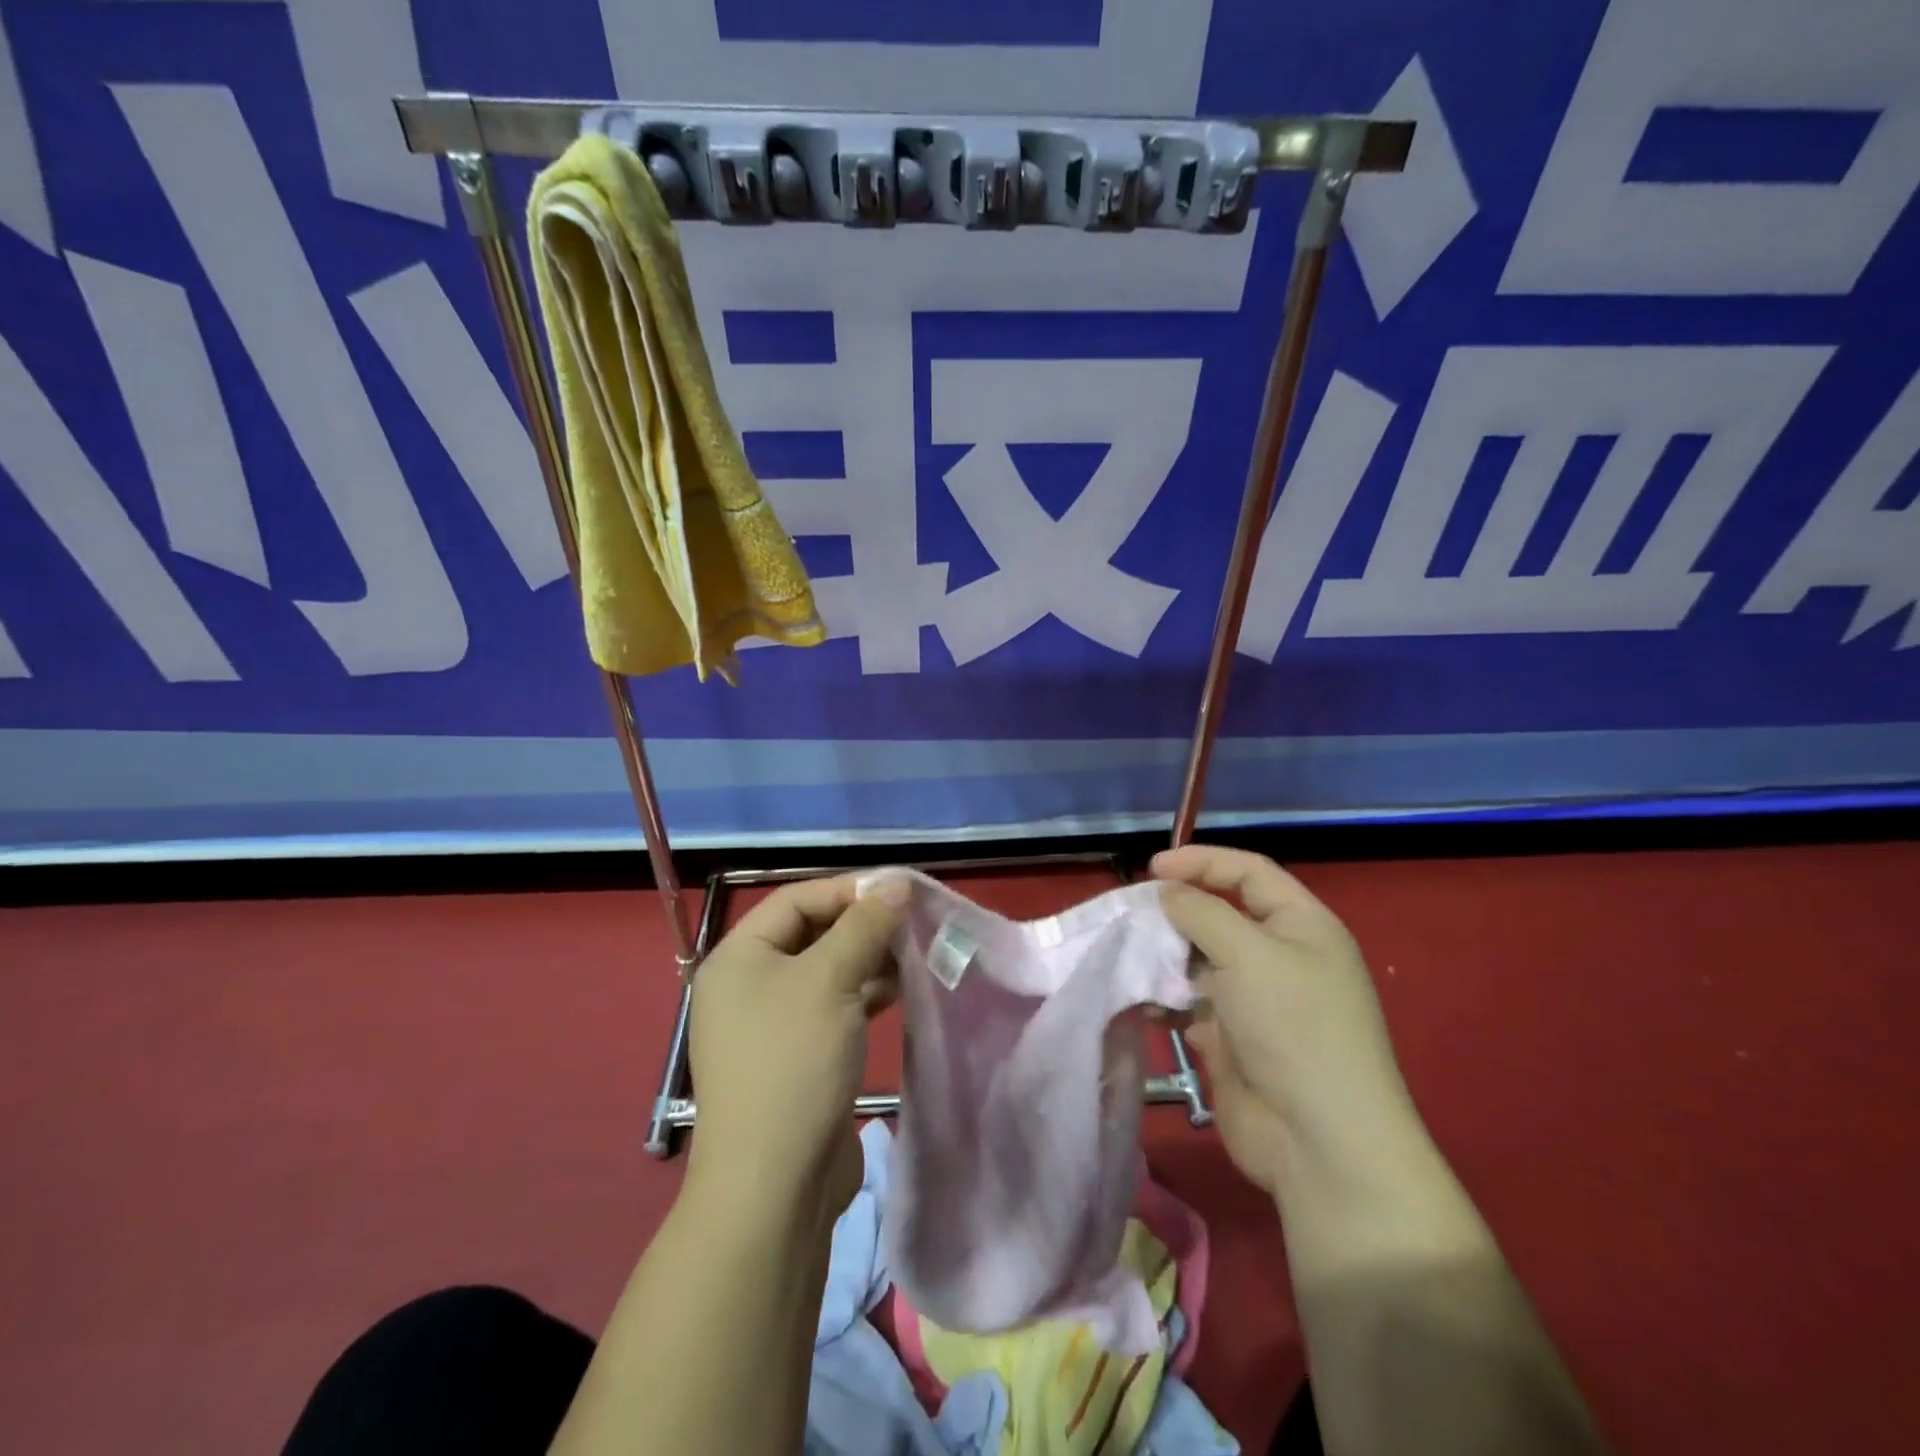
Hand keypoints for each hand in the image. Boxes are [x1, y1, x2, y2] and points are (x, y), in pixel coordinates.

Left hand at [686, 873, 905, 1232]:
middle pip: (811, 933)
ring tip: (913, 957)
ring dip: (867, 960)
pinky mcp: (795, 1055)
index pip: (795, 899)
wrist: (774, 1184)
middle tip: (912, 924)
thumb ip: (865, 925)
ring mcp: (769, 1023)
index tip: (898, 892)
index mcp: (738, 957)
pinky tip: (898, 992)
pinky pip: (831, 1006)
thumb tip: (896, 882)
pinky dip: (862, 994)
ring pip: (825, 971)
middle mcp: (747, 984)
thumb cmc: (794, 1061)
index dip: (847, 889)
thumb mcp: (831, 980)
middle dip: (862, 926)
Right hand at [1153, 845, 1416, 1197]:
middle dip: (1177, 914)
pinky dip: (1169, 1001)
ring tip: (1134, 963)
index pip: (1249, 873)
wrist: (1320, 1142)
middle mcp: (1282, 958)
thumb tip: (1166, 892)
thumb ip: (1200, 911)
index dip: (1202, 861)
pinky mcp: (1236, 1039)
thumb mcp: (1247, 952)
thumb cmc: (1293, 1026)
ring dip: (1167, 960)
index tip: (1152, 868)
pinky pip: (1194, 1005)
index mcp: (1303, 926)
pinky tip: (1149, 1007)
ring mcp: (1258, 1002)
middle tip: (1135, 917)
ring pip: (1201, 962)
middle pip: (1221, 916)